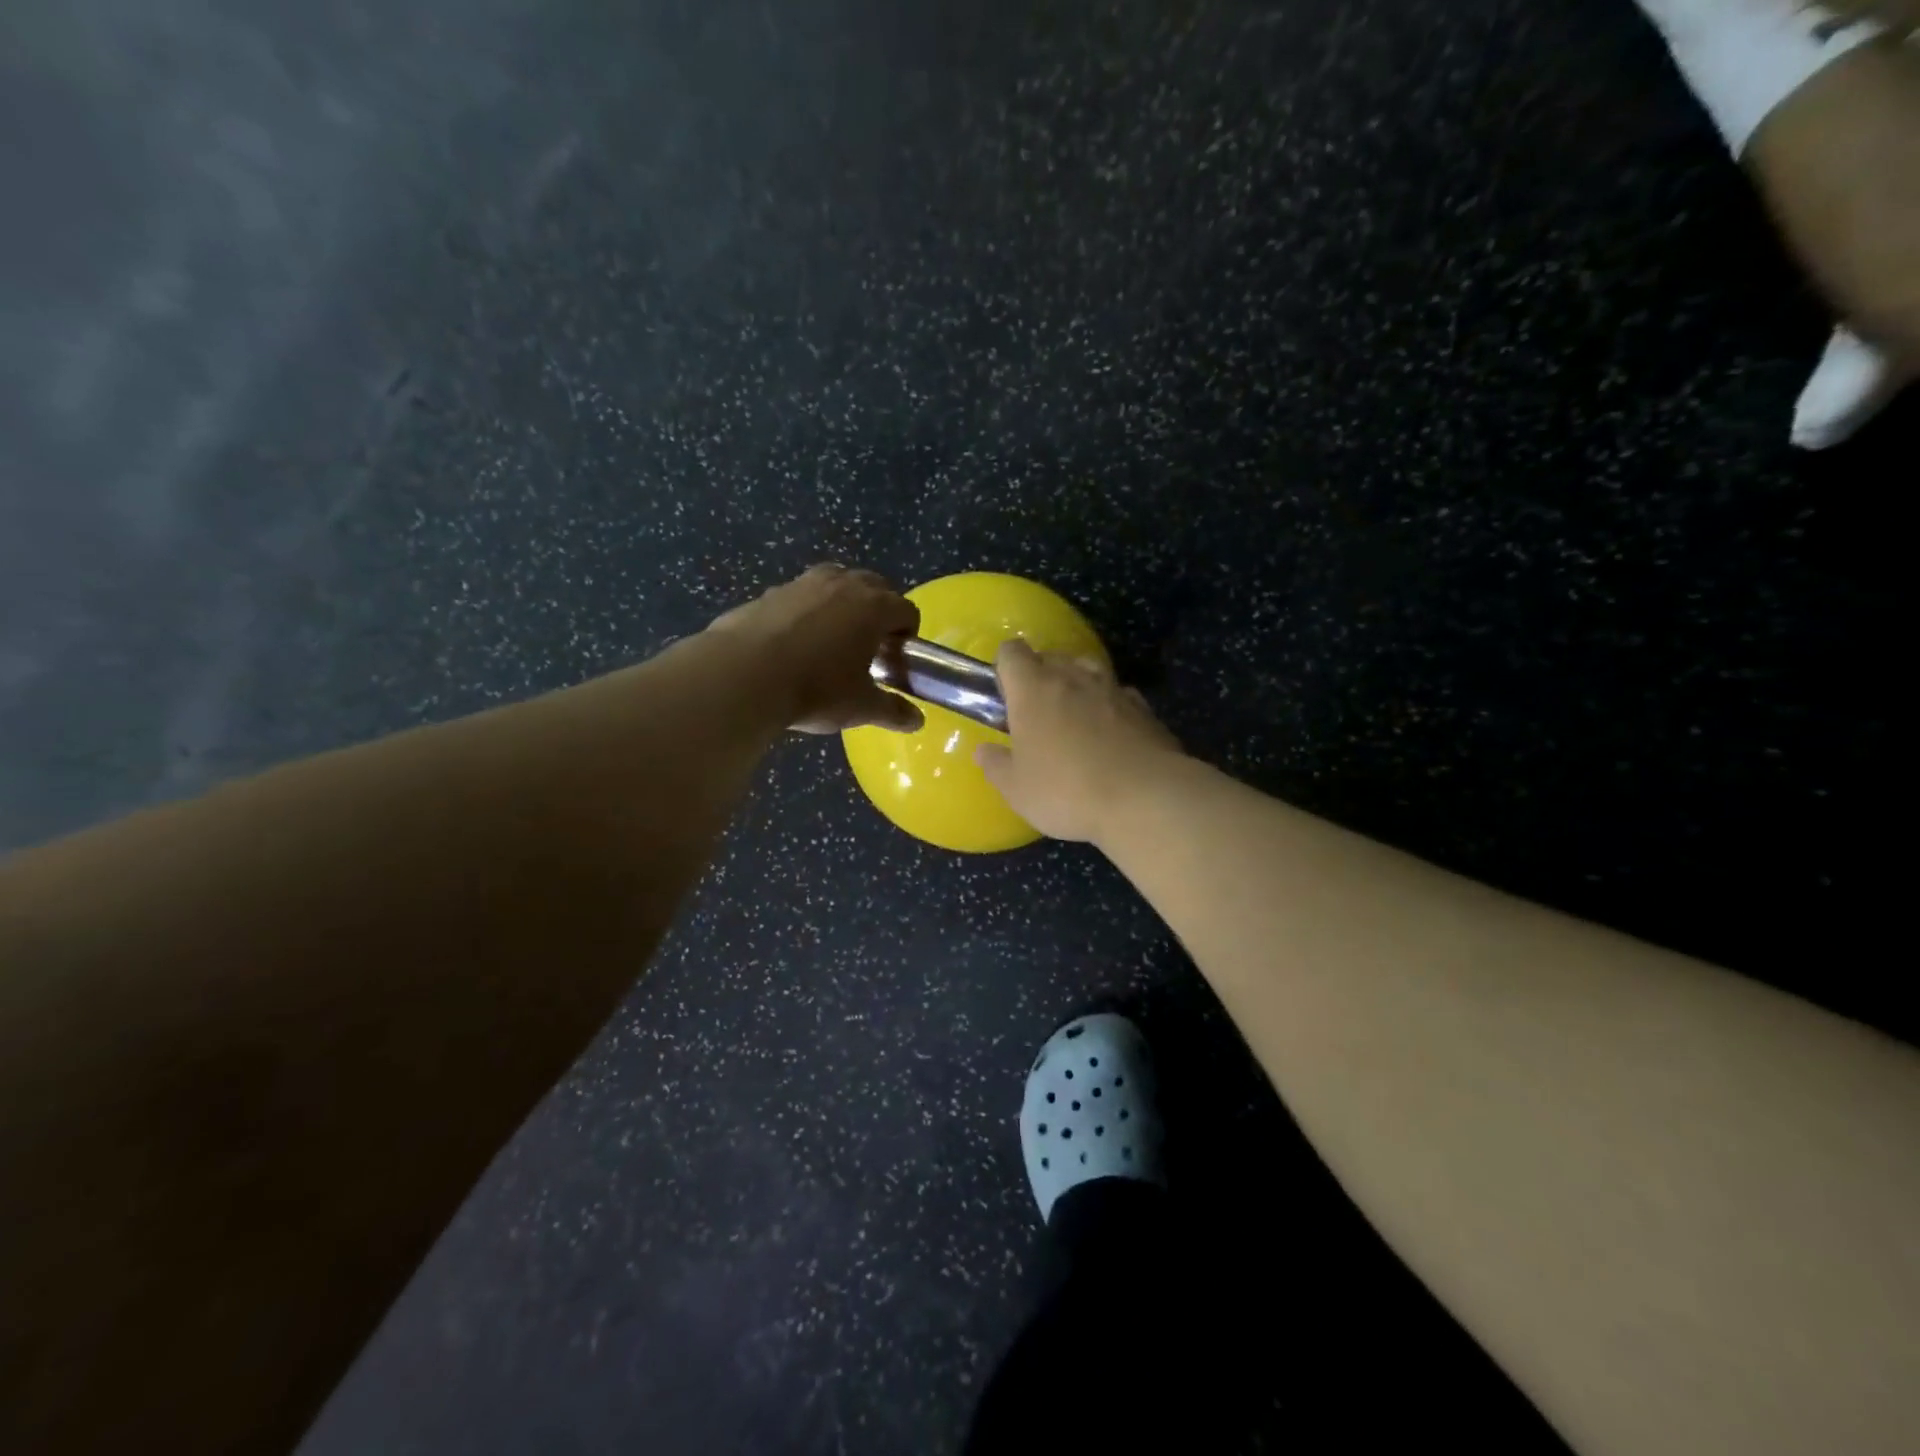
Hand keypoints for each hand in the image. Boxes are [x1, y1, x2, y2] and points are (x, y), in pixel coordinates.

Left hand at [707, 564, 924, 732]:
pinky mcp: (768, 593)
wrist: (743, 676)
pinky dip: (806, 612)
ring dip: (842, 603)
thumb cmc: (815, 689)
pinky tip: (793, 644)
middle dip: (878, 610)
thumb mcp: (860, 706)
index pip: (906, 609)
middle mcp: (841, 584)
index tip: (897, 657)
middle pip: (874, 586)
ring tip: (832, 639)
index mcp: (873, 606)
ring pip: (835, 582)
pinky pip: (799, 596)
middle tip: (869, 645)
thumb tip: (916, 721)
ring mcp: (802, 583)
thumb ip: (892, 710)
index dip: (908, 634)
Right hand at [973, 641, 1183, 842]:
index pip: (1012, 652)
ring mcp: (1114, 690)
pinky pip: (1119, 696)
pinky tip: (1111, 736)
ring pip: (1089, 670)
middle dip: (1041, 676)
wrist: (1145, 799)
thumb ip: (996, 766)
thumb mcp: (1017, 790)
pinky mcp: (1145, 709)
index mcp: (1034, 690)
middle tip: (1036, 712)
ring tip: (1074, 718)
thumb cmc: (1067, 791)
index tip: (1004, 693)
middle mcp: (1074, 678)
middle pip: (1052, 657)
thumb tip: (984, 751)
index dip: (1005, 666)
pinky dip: (1110, 708)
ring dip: (1078, 686)